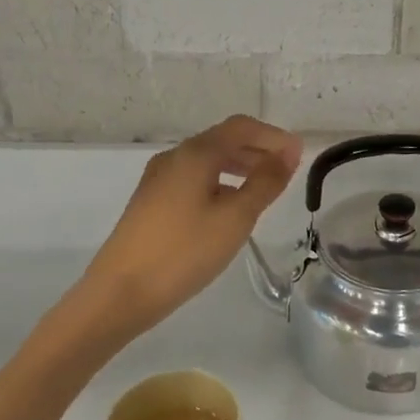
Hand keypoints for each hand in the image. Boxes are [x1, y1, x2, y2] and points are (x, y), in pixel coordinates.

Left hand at [74, 115, 301, 342]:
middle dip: (258, 150)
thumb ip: (265, 182)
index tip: (299, 155)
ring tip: (264, 189)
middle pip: (223, 140)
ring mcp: (158, 179)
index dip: (273, 136)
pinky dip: (220, 182)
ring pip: (207, 161)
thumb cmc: (184, 251)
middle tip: (287, 172)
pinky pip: (194, 178)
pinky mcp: (151, 201)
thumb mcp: (235, 217)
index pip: (241, 127)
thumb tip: (289, 153)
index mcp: (195, 153)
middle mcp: (174, 157)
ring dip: (239, 166)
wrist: (119, 292)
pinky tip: (230, 207)